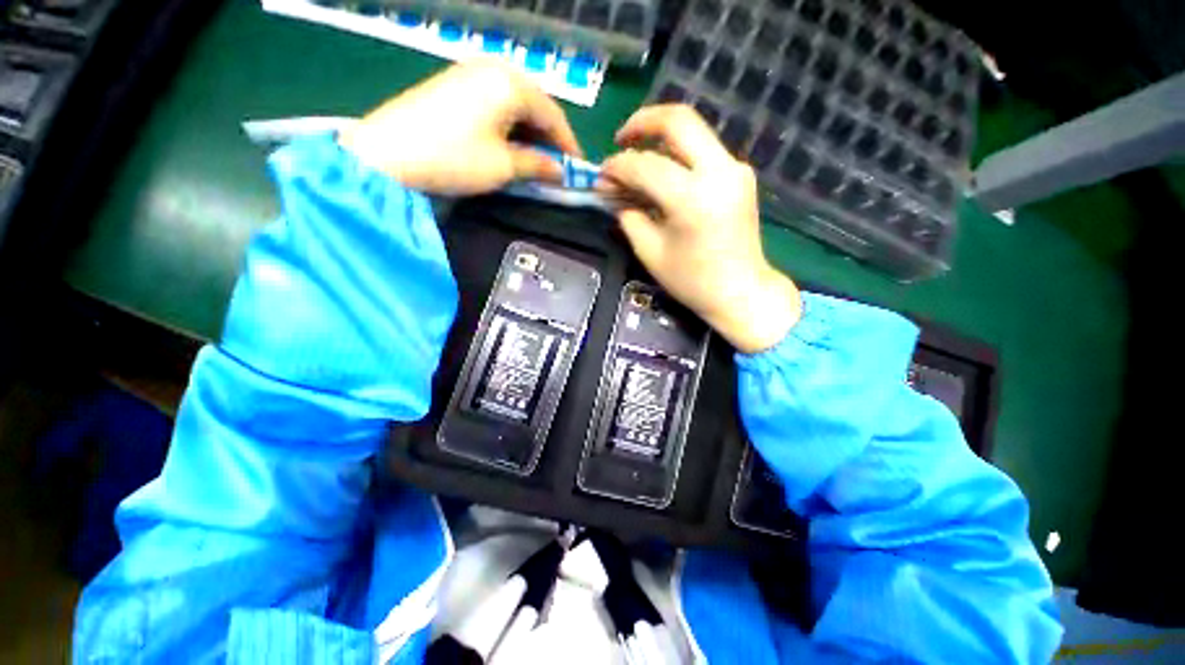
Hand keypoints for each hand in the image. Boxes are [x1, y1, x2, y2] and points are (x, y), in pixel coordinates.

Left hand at [338, 61, 581, 194]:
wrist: (388, 154)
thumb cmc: (455, 158)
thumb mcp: (504, 166)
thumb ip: (537, 165)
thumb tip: (560, 171)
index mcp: (511, 83)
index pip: (553, 114)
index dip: (568, 144)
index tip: (578, 169)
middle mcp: (493, 69)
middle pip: (535, 105)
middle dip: (549, 137)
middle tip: (556, 166)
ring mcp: (470, 73)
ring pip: (514, 104)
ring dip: (529, 132)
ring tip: (535, 159)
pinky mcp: (453, 85)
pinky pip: (494, 103)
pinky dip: (508, 126)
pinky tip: (509, 144)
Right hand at [601, 105, 800, 353]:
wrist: (742, 292)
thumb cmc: (692, 281)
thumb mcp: (650, 252)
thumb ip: (628, 215)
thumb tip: (613, 191)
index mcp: (692, 198)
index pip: (645, 165)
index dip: (617, 167)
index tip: (601, 175)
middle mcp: (719, 171)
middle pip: (678, 120)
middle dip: (642, 122)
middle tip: (620, 139)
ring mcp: (735, 169)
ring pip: (694, 130)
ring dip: (660, 137)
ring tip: (637, 159)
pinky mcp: (741, 174)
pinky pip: (704, 150)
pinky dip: (679, 154)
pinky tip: (664, 173)